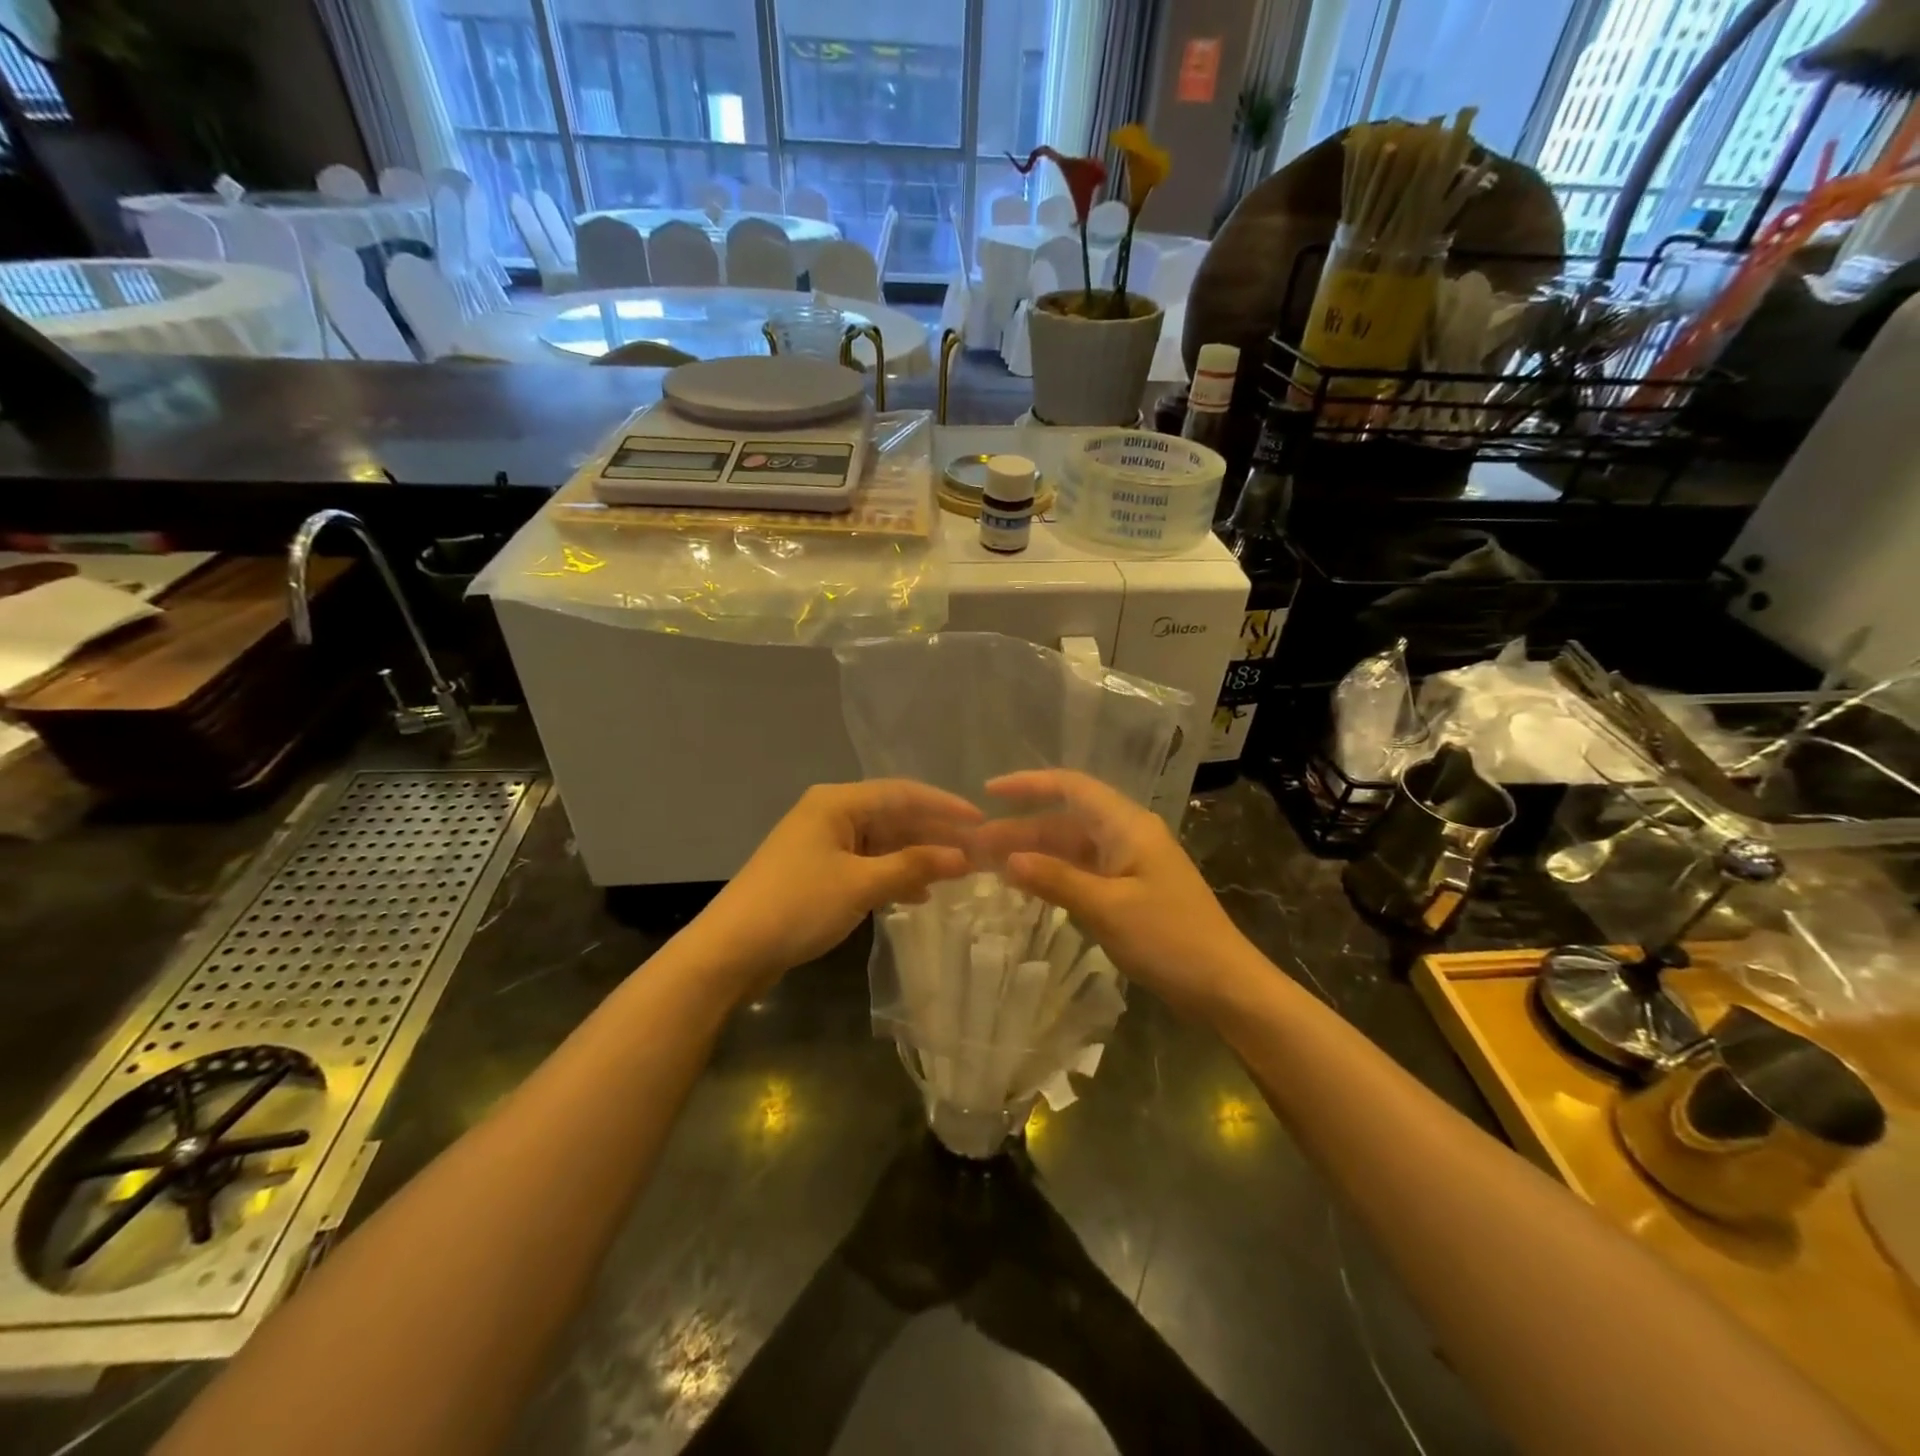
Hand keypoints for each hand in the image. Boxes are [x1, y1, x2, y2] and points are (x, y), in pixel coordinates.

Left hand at [695, 780, 979, 992]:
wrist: (730, 951)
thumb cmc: (797, 906)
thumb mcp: (861, 885)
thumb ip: (913, 866)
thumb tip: (964, 857)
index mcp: (837, 802)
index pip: (902, 793)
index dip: (944, 807)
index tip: (982, 822)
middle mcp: (830, 814)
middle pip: (893, 816)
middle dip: (934, 835)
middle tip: (977, 853)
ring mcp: (822, 844)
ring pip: (882, 842)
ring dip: (917, 857)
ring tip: (957, 874)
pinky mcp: (817, 872)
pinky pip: (867, 864)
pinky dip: (893, 875)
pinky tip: (918, 894)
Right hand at [977, 770, 1253, 1020]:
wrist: (1224, 986)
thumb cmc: (1170, 939)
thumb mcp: (1107, 908)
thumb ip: (1056, 879)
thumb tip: (1008, 860)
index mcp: (1127, 825)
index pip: (1071, 787)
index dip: (1029, 785)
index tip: (988, 792)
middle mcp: (1127, 835)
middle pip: (1066, 820)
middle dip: (1021, 828)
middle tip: (976, 847)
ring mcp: (1129, 864)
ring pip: (1072, 847)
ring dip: (1035, 853)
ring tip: (991, 866)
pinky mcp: (1130, 891)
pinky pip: (1082, 871)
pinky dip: (1054, 875)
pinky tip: (1027, 886)